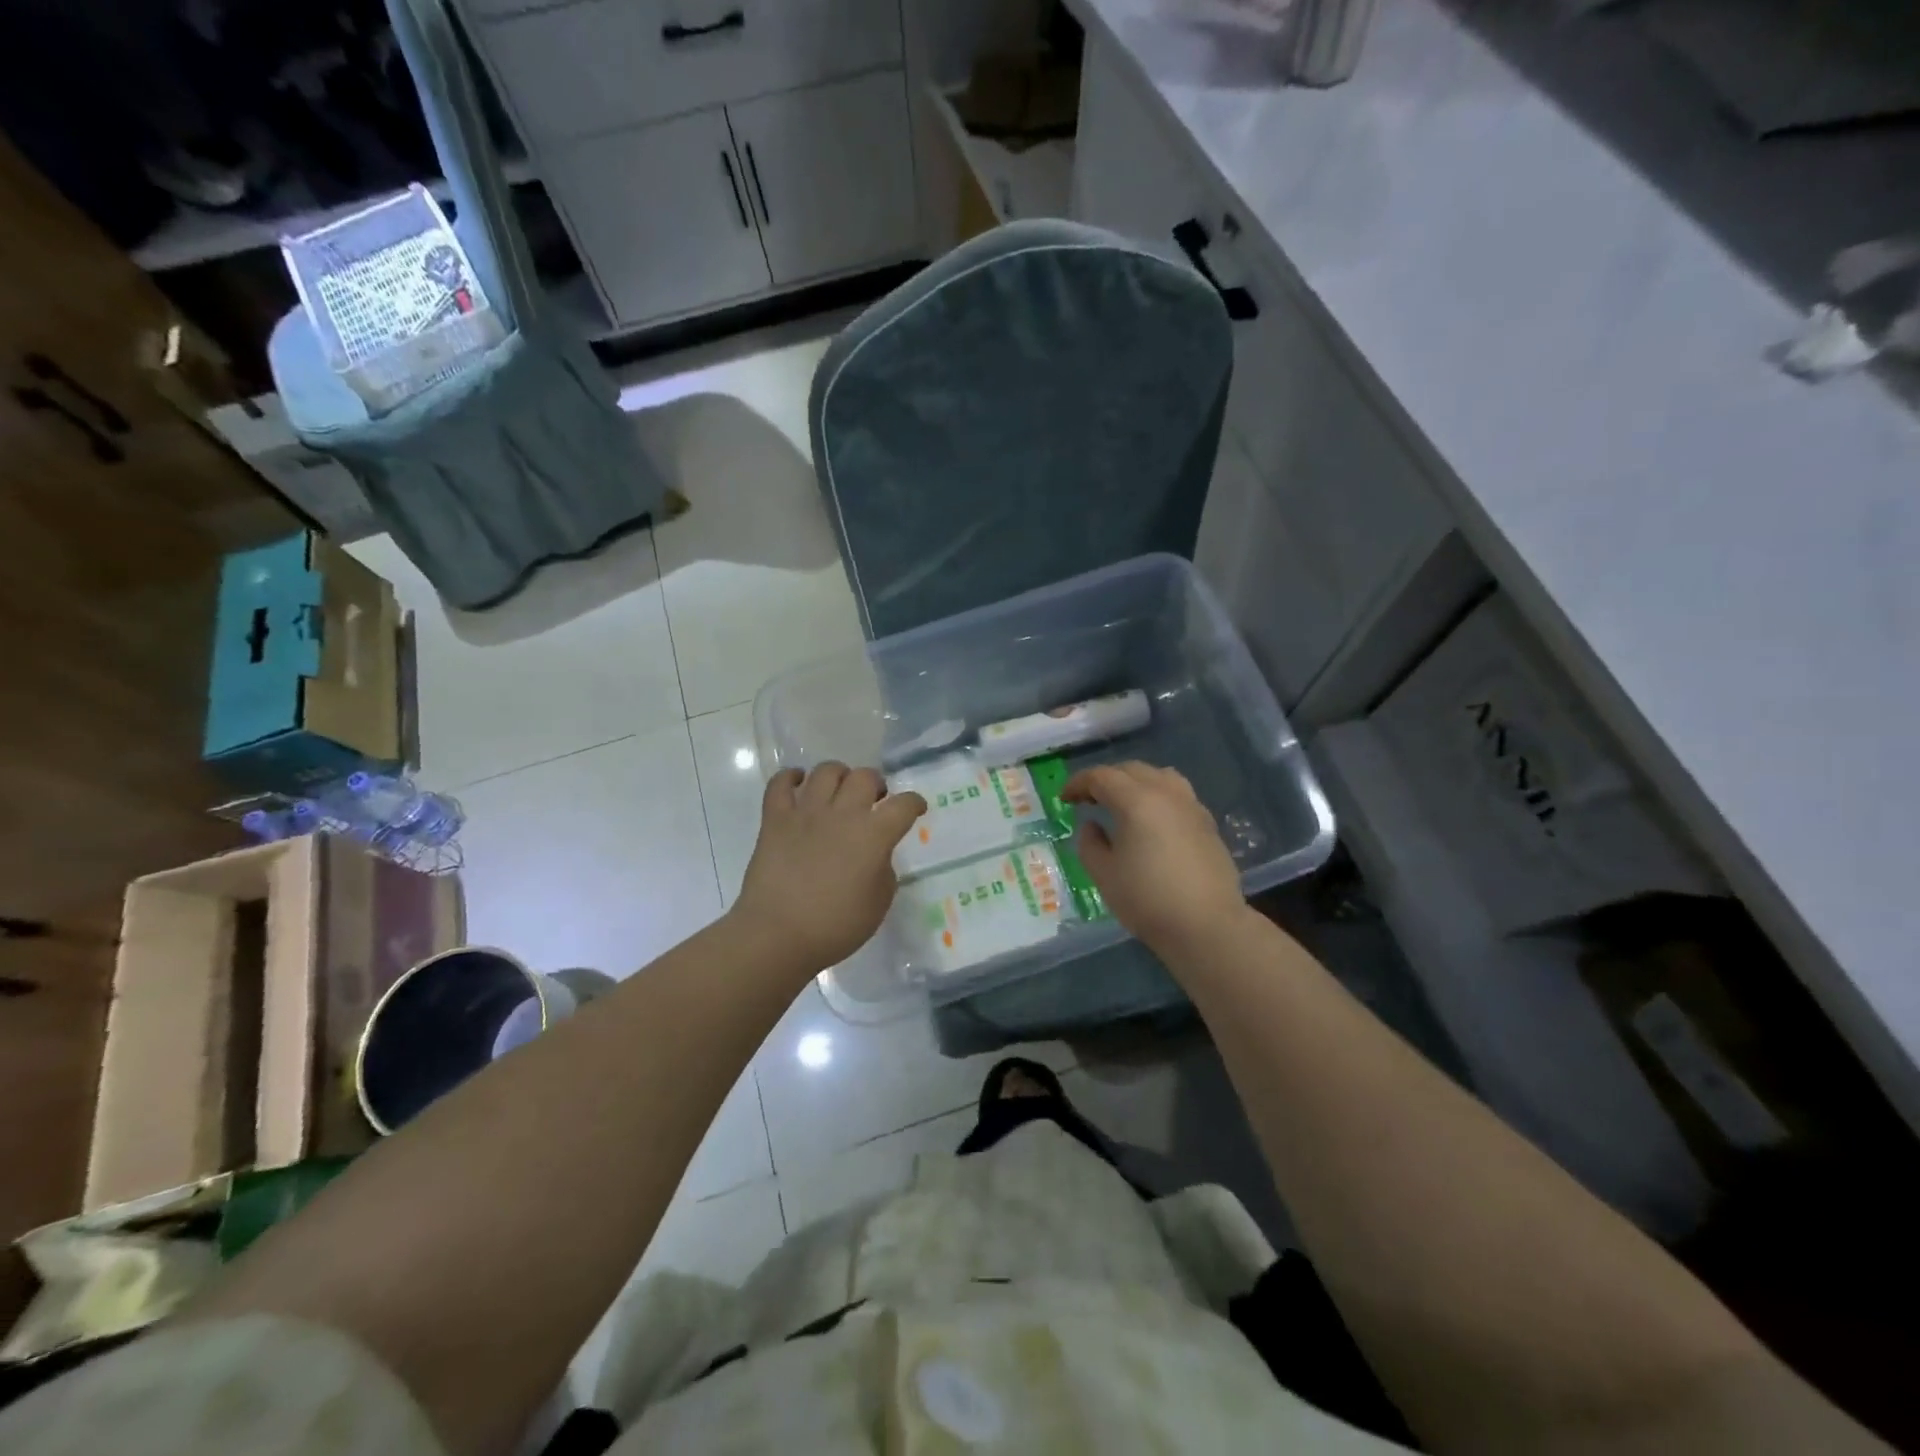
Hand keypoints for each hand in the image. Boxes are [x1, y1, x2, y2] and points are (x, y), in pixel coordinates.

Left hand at [731, 762, 927, 971]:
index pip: (904, 805)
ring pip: (826, 771)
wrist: (777, 935)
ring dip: (839, 775)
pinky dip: (791, 778)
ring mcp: (806, 812)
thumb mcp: (878, 903)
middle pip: (865, 776)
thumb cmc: (835, 927)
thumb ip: (884, 870)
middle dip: (876, 784)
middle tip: (874, 800)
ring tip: (839, 791)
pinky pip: (780, 783)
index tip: (915, 809)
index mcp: (874, 835)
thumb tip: (876, 854)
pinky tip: (798, 784)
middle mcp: (842, 814)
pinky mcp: (775, 819)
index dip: (914, 804)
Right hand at [1063, 762, 1245, 949]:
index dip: (1078, 783)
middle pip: (1131, 770)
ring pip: (1159, 776)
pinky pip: (1178, 795)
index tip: (1064, 798)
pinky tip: (1152, 822)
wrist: (1207, 925)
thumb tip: (1092, 826)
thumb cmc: (1147, 900)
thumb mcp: (1104, 875)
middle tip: (1088, 799)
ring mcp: (1191, 806)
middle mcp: (1166, 794)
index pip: (1101, 777)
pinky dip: (1158, 796)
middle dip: (1106, 779)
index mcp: (1136, 801)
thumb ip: (1090, 844)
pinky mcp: (1207, 824)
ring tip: (1123, 803)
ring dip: (1135, 782)